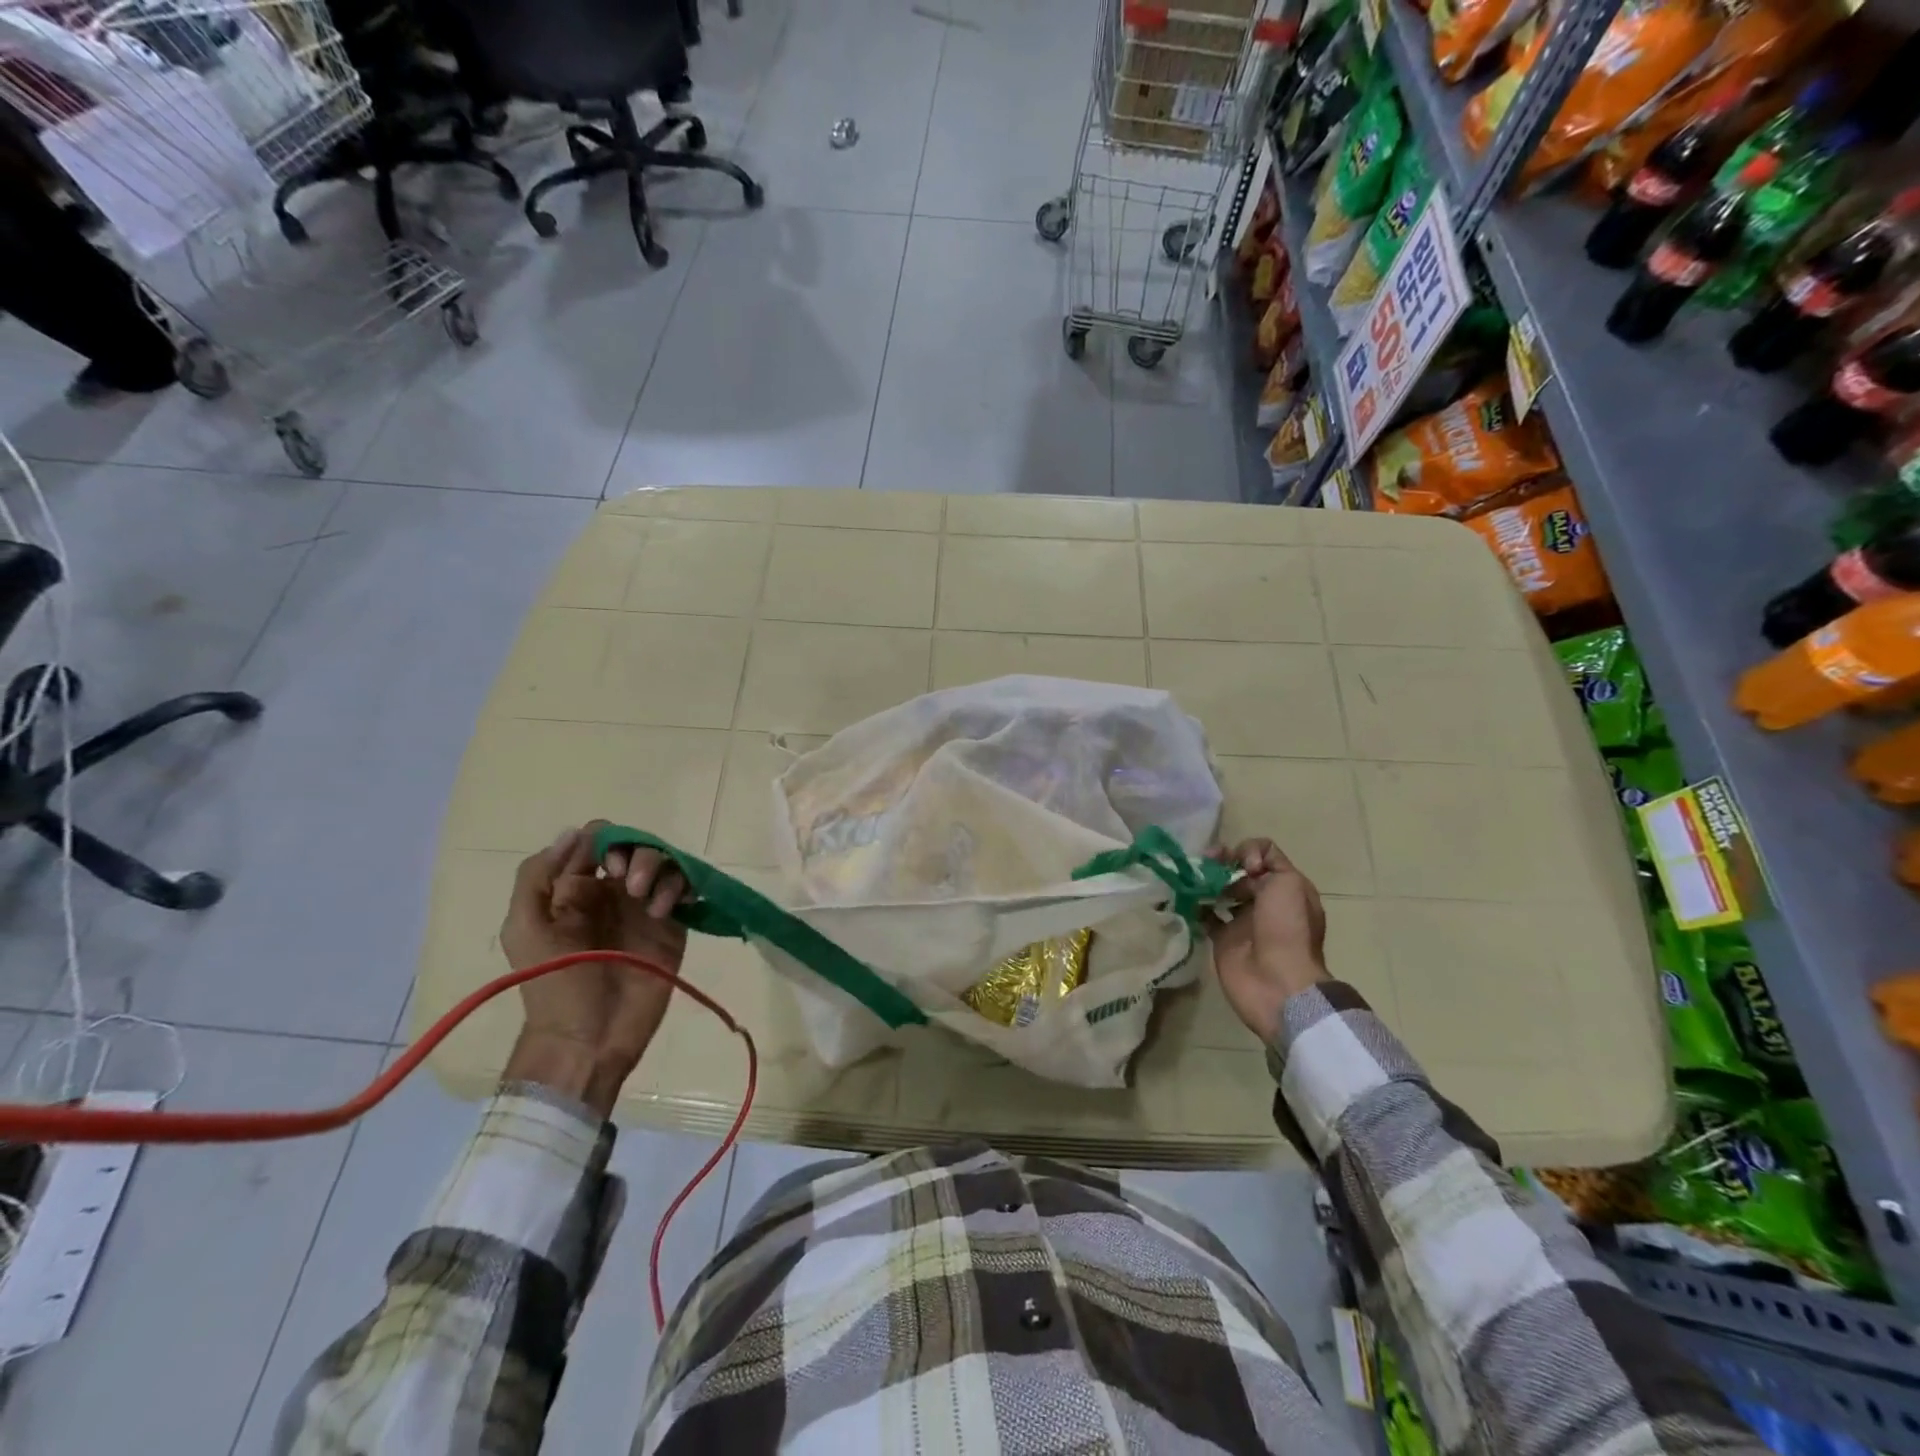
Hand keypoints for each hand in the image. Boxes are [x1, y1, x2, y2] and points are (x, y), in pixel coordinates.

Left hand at [498, 823, 688, 1112]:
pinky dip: (683, 888)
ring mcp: (646, 908)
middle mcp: (614, 892)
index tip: (608, 867)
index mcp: (576, 888)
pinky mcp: (673, 926)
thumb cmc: (553, 986)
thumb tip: (574, 832)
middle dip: (640, 854)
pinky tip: (669, 911)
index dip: (607, 841)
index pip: (598, 840)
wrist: (589, 1039)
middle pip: (637, 846)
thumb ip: (538, 876)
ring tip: (653, 904)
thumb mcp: (526, 929)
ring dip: (662, 870)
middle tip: (632, 885)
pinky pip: (686, 890)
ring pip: (666, 863)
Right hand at [1206, 838, 1327, 1044]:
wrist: (1278, 982)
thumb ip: (1269, 859)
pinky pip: (1205, 915)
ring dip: (1204, 880)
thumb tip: (1244, 866)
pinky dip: (1194, 905)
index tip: (1243, 867)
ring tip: (1190, 877)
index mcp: (1285, 887)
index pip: (1261, 855)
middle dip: (1220, 863)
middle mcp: (1264, 901)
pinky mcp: (1222, 938)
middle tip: (1205, 864)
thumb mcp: (1290, 882)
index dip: (1247, 853)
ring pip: (1219, 890)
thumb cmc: (1287, 928)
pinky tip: (1184, 896)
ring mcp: (1242, 921)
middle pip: (1238, 871)